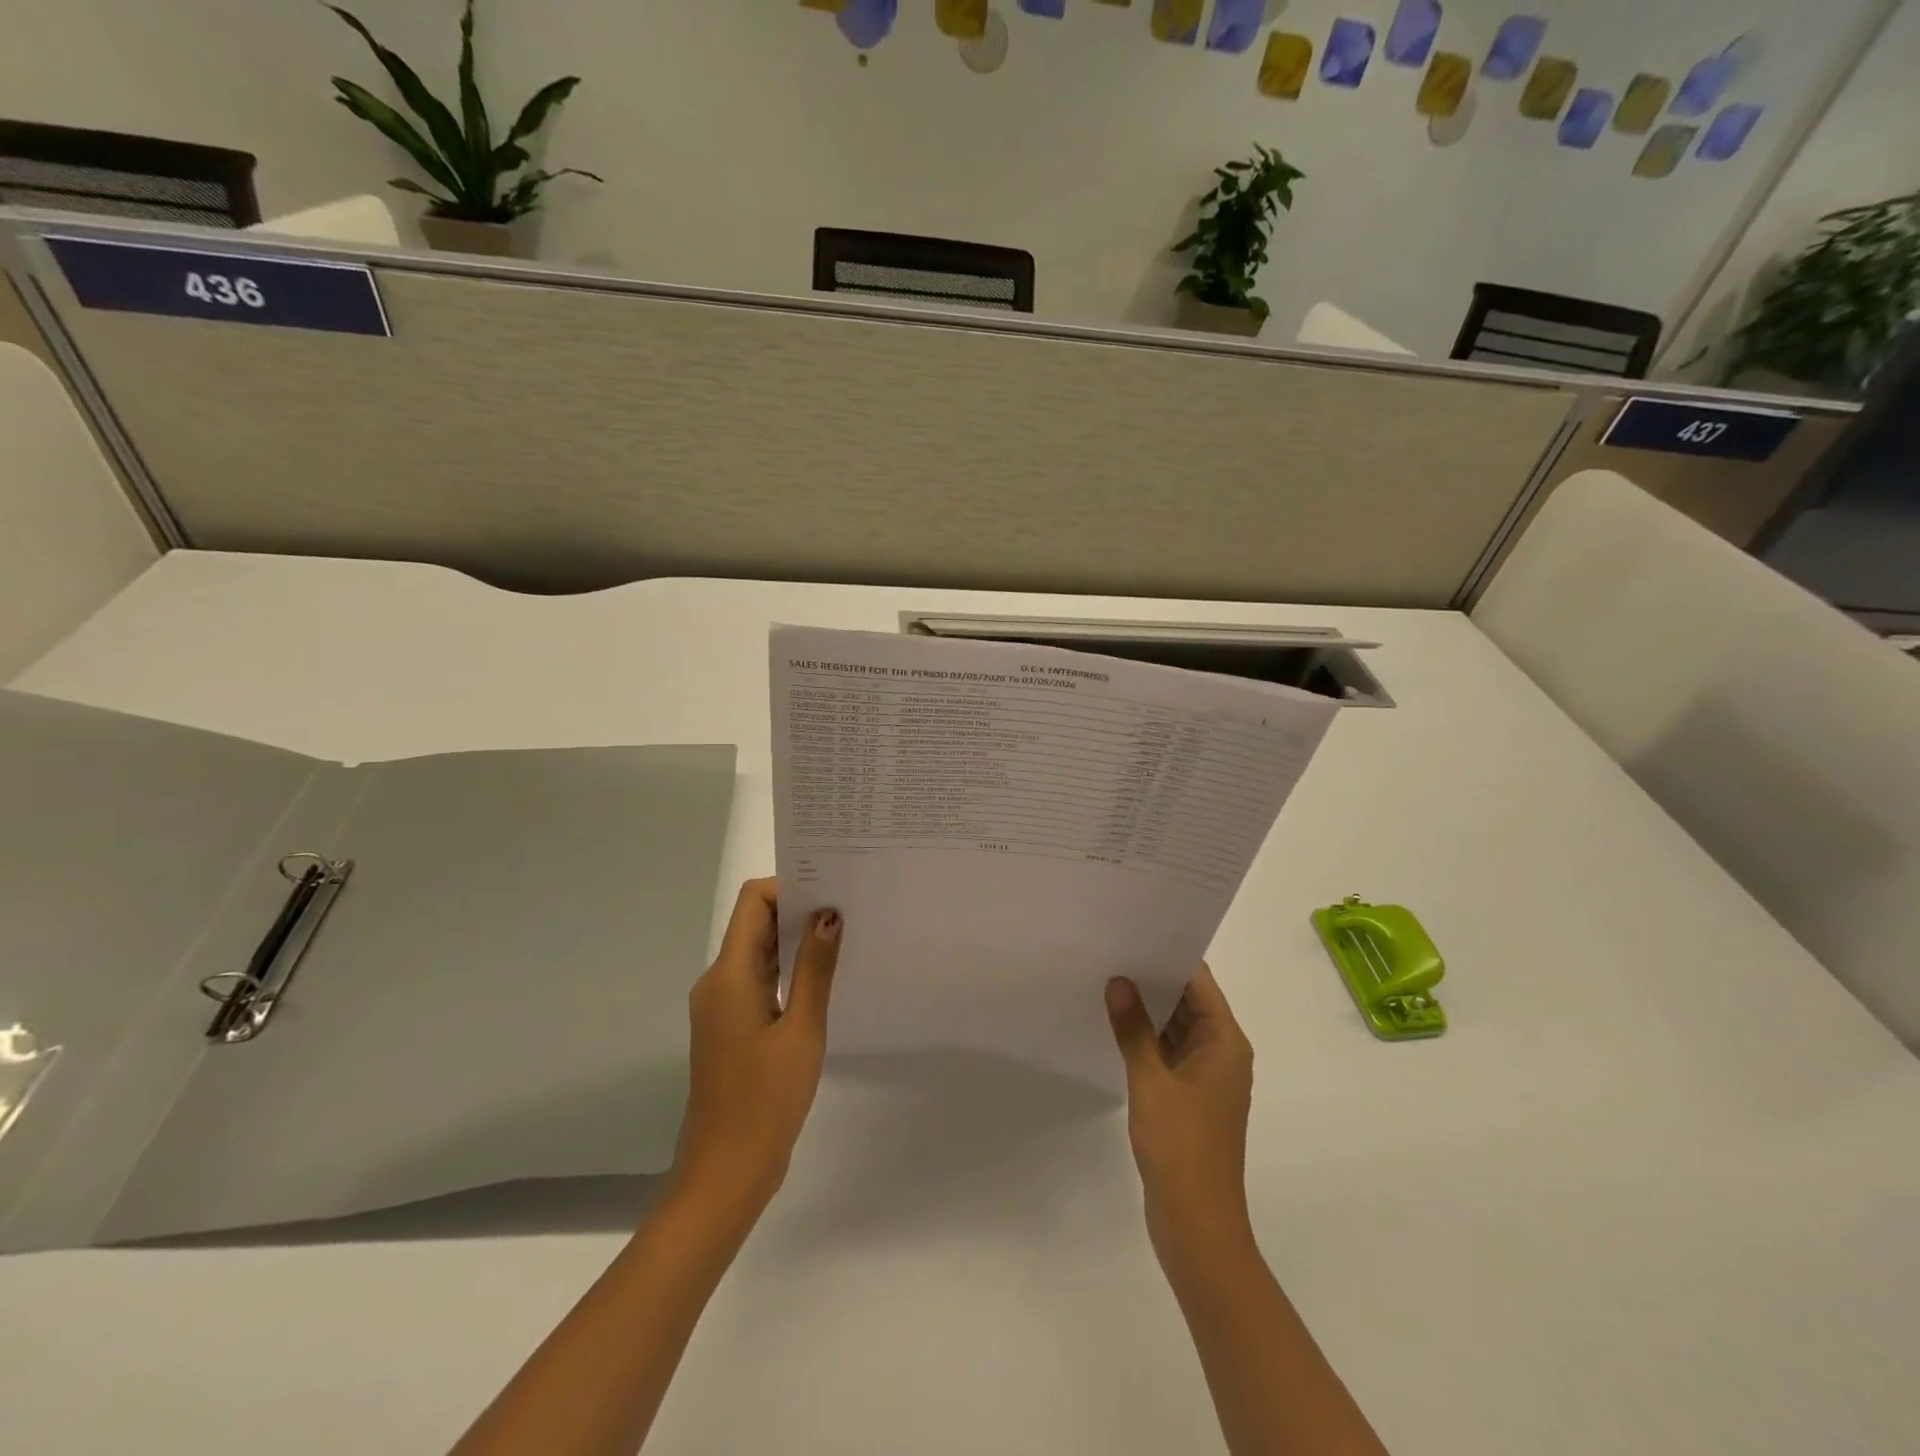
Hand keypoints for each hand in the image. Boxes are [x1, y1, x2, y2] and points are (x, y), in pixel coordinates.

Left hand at [671, 879, 840, 1221]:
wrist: (726, 1173)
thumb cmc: (765, 1099)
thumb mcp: (802, 1030)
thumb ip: (815, 969)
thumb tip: (829, 915)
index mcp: (729, 974)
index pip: (754, 902)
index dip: (790, 887)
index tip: (832, 891)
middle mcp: (718, 981)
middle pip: (756, 924)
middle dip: (799, 911)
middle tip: (849, 908)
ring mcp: (722, 1006)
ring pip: (759, 954)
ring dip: (795, 942)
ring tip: (844, 937)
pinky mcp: (731, 1028)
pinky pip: (759, 981)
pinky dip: (788, 972)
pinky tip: (823, 980)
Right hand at [1105, 967, 1255, 1263]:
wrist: (1197, 1224)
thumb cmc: (1181, 1146)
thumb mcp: (1150, 1080)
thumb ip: (1133, 1029)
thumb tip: (1118, 982)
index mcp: (1225, 1042)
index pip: (1199, 982)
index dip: (1169, 955)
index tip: (1134, 933)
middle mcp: (1222, 1053)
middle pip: (1189, 1001)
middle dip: (1153, 979)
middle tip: (1111, 951)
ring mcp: (1207, 1077)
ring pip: (1177, 1027)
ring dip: (1148, 1010)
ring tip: (1106, 980)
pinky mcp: (1191, 1097)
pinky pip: (1169, 1053)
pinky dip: (1147, 1038)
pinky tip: (1115, 1026)